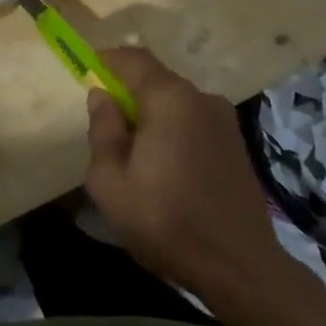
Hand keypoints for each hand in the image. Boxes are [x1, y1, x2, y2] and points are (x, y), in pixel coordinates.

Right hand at [84, 47, 293, 301]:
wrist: (240, 267)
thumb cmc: (166, 222)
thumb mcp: (111, 183)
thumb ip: (102, 131)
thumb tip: (101, 96)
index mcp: (170, 99)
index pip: (133, 58)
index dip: (106, 61)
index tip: (85, 73)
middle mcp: (201, 98)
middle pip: (155, 79)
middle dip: (127, 93)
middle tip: (105, 124)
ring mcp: (224, 120)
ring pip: (175, 102)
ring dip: (151, 114)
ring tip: (134, 153)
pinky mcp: (236, 143)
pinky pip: (193, 120)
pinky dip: (173, 129)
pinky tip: (165, 166)